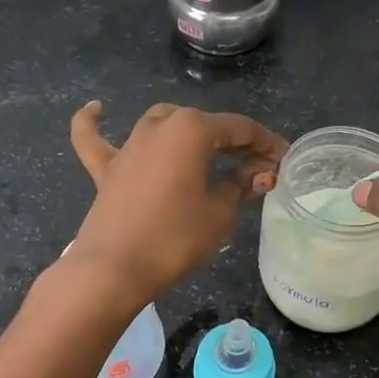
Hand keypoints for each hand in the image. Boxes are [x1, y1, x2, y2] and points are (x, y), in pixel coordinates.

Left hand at [67, 100, 286, 307]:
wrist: (115, 269)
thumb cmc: (175, 238)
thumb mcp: (220, 213)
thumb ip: (240, 186)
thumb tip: (258, 174)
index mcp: (192, 130)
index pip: (240, 129)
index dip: (266, 144)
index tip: (284, 160)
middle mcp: (159, 126)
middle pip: (204, 125)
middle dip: (234, 143)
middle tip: (256, 170)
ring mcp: (128, 145)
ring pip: (163, 123)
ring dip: (188, 132)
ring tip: (208, 151)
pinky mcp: (106, 169)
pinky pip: (95, 138)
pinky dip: (94, 123)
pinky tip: (97, 108)